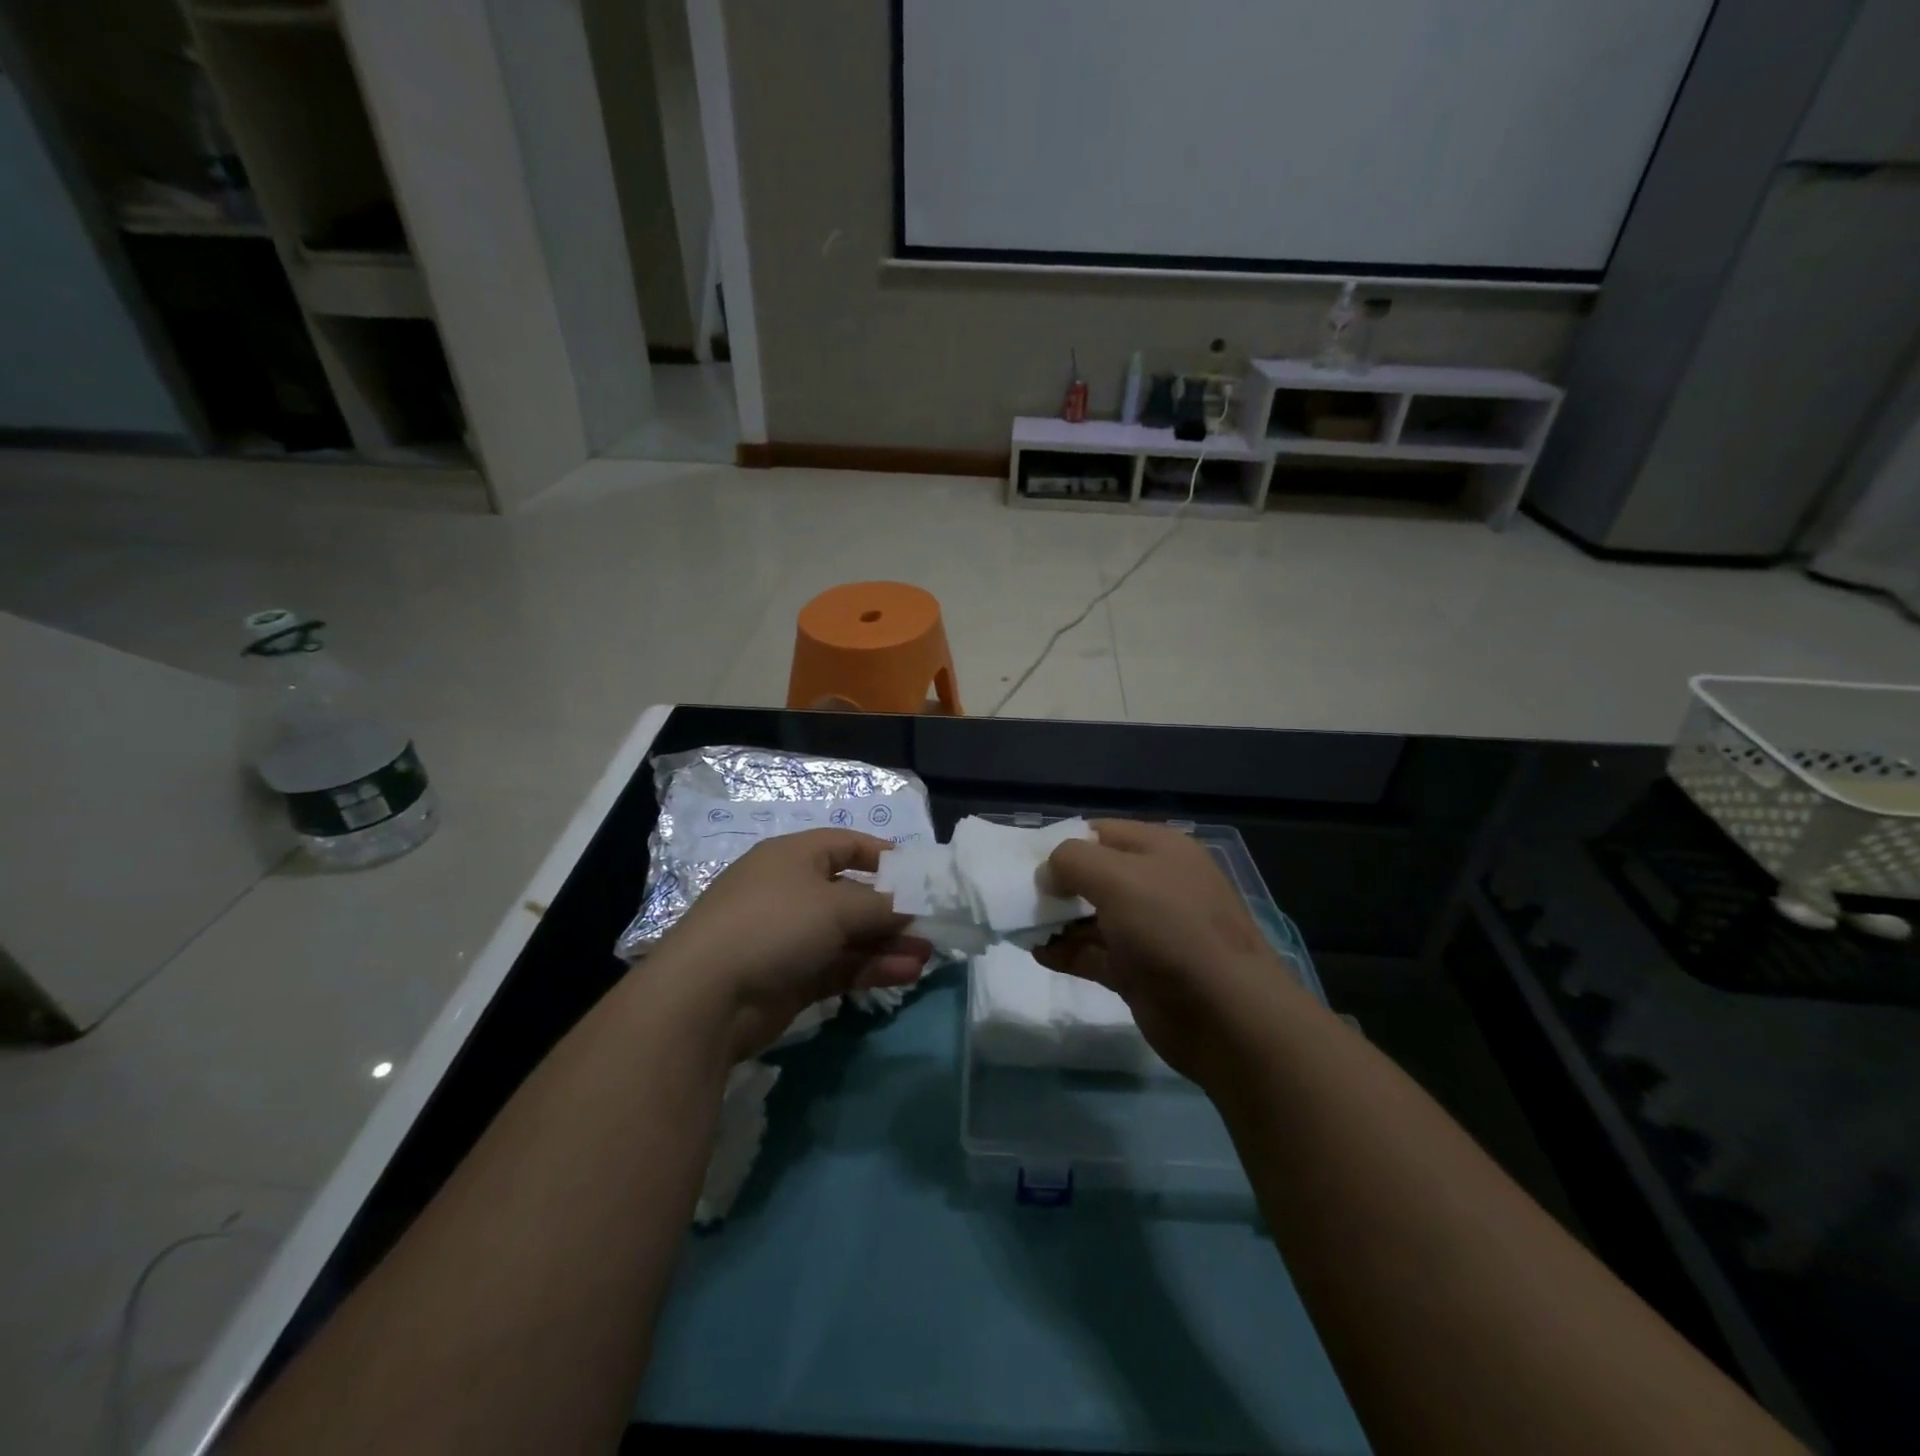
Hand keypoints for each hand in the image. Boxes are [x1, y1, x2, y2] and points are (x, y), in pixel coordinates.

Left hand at [646, 829, 931, 1063]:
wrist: (705, 997)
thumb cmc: (774, 925)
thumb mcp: (836, 906)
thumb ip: (882, 905)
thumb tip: (914, 904)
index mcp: (794, 857)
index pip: (845, 845)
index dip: (882, 855)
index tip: (919, 873)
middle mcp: (792, 892)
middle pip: (853, 894)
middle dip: (893, 909)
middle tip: (931, 924)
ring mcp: (790, 937)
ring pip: (850, 935)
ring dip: (888, 943)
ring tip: (928, 955)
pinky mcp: (791, 977)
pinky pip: (841, 965)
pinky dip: (871, 967)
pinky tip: (907, 973)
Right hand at [1036, 820, 1304, 1085]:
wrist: (1225, 1016)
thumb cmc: (1171, 930)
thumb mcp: (1118, 878)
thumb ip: (1073, 861)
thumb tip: (1048, 874)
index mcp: (1160, 849)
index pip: (1101, 832)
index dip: (1064, 843)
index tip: (1027, 862)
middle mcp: (1156, 884)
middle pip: (1095, 875)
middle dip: (1056, 885)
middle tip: (1019, 897)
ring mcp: (1149, 930)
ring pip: (1092, 916)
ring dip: (1057, 920)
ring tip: (1020, 926)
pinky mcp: (1140, 971)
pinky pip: (1095, 953)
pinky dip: (1067, 952)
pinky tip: (1039, 953)